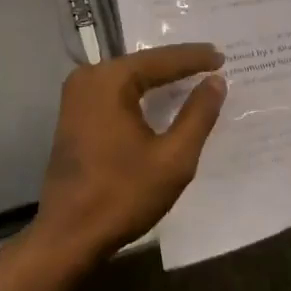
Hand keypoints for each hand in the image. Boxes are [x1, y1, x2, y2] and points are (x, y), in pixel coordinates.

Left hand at [32, 45, 226, 265]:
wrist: (68, 234)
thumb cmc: (122, 195)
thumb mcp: (172, 158)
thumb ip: (197, 116)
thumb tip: (216, 81)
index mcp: (109, 80)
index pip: (160, 60)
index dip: (194, 58)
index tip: (222, 56)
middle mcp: (88, 77)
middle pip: (142, 64)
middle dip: (177, 64)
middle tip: (212, 61)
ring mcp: (76, 94)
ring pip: (127, 77)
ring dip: (158, 78)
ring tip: (193, 73)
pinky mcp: (73, 112)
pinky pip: (113, 92)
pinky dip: (139, 92)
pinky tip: (160, 96)